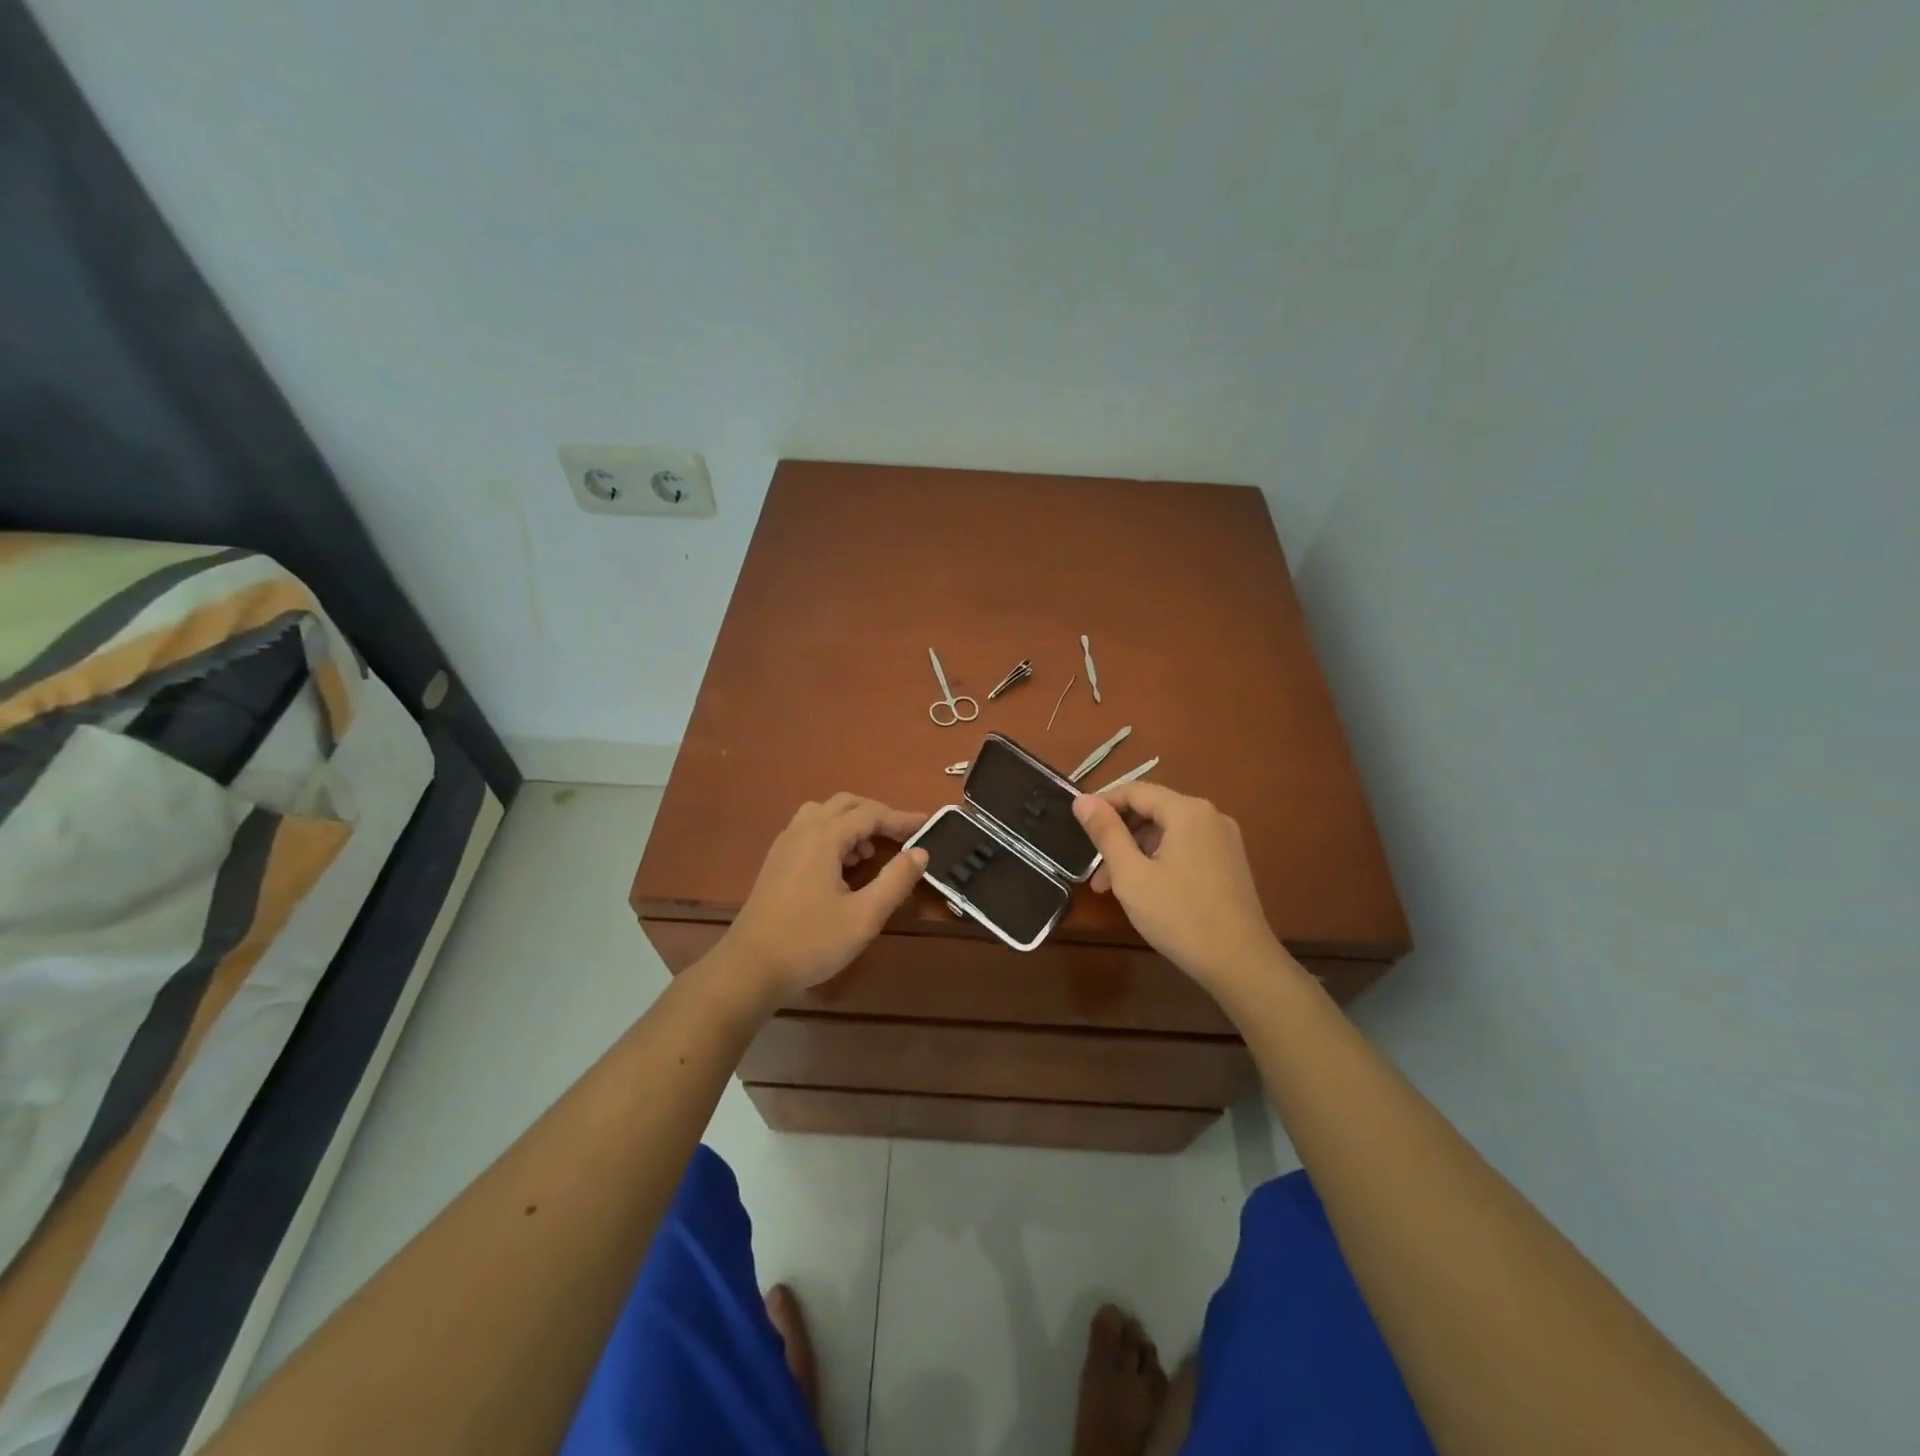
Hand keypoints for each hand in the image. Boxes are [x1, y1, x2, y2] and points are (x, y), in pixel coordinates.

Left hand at [720, 794, 928, 1003]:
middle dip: (877, 814)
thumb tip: (919, 852)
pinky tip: (841, 867)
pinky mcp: (776, 862)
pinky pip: (808, 830)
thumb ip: (895, 880)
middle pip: (845, 804)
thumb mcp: (864, 915)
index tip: (927, 825)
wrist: (750, 968)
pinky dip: (832, 834)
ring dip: (852, 823)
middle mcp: (802, 831)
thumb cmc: (811, 941)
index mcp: (824, 837)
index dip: (900, 818)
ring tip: (870, 853)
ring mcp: (784, 845)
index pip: (870, 814)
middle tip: (901, 835)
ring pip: (823, 814)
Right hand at [1073, 783, 1288, 992]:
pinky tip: (1144, 889)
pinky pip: (1185, 848)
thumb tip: (1082, 799)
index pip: (1135, 791)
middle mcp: (1210, 816)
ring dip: (1136, 851)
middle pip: (1153, 810)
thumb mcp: (1131, 874)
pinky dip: (1159, 860)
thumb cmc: (1179, 915)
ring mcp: (1224, 840)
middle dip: (1118, 834)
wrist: (1240, 963)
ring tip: (1112, 887)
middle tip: (1093, 867)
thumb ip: (1106, 832)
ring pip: (1168, 832)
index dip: (1102, 803)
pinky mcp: (1229, 863)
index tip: (1076, 824)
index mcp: (1188, 811)